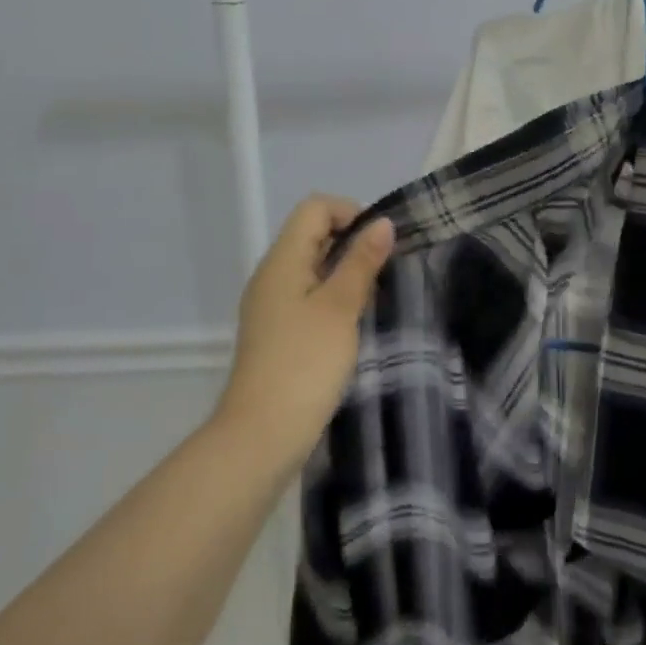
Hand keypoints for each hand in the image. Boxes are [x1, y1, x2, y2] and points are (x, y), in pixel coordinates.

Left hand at [214, 196, 394, 472]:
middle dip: (352, 243)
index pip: (315, 208)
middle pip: (313, 234)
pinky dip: (334, 297)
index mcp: (282, 261)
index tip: (380, 244)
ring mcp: (272, 305)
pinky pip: (309, 295)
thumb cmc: (305, 364)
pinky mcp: (278, 331)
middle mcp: (272, 275)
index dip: (351, 213)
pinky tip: (353, 322)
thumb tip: (382, 224)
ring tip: (373, 298)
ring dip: (346, 272)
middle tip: (383, 273)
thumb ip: (361, 262)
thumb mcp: (340, 308)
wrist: (262, 436)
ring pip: (313, 266)